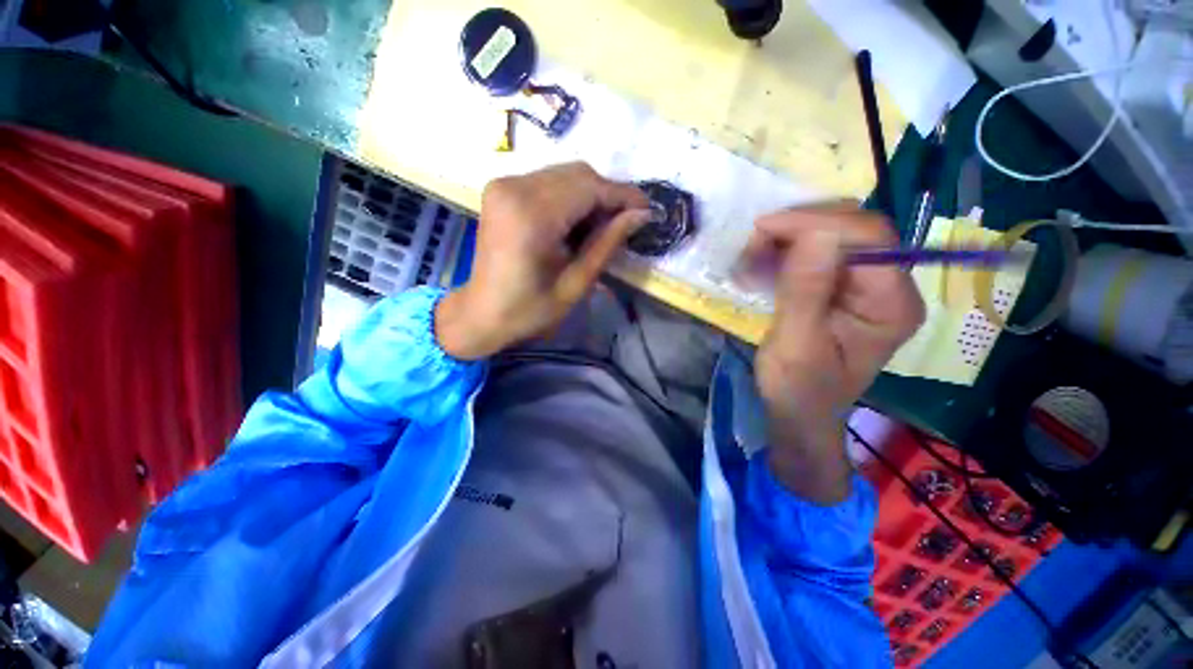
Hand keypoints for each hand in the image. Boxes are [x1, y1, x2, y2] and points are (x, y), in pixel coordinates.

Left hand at [436, 163, 650, 359]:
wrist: (482, 312)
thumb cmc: (529, 309)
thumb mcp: (576, 283)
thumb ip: (607, 243)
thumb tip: (641, 215)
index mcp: (532, 215)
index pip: (590, 188)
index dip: (623, 196)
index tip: (648, 210)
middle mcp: (515, 187)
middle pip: (578, 174)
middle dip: (608, 196)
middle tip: (626, 223)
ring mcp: (504, 184)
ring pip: (565, 174)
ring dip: (590, 196)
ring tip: (602, 227)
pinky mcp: (501, 189)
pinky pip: (548, 181)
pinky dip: (570, 197)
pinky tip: (577, 223)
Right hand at [739, 205, 923, 503]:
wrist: (798, 413)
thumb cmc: (797, 390)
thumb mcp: (794, 345)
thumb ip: (804, 291)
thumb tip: (813, 231)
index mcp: (892, 304)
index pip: (869, 237)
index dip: (817, 222)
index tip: (763, 229)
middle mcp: (889, 286)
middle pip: (853, 228)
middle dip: (798, 228)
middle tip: (752, 246)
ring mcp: (865, 284)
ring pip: (832, 233)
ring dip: (787, 238)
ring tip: (751, 259)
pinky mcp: (841, 286)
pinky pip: (816, 251)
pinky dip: (785, 250)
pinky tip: (761, 265)